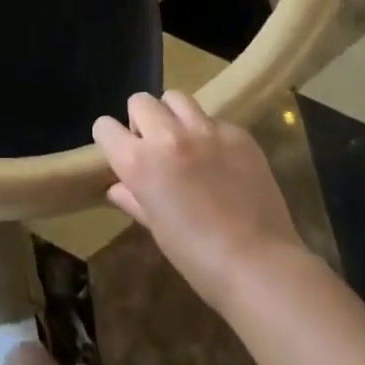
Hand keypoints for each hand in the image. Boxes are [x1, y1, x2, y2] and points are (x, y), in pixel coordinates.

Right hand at [93, 91, 309, 314]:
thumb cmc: (198, 257)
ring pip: (176, 98)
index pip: (104, 127)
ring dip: (173, 115)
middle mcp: (167, 136)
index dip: (109, 139)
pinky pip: (213, 119)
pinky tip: (221, 160)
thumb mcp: (157, 228)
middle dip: (141, 120)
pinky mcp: (237, 133)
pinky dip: (209, 133)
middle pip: (140, 101)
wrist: (260, 266)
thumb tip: (117, 186)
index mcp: (139, 162)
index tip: (120, 152)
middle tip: (155, 146)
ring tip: (185, 141)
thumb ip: (133, 198)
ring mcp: (205, 131)